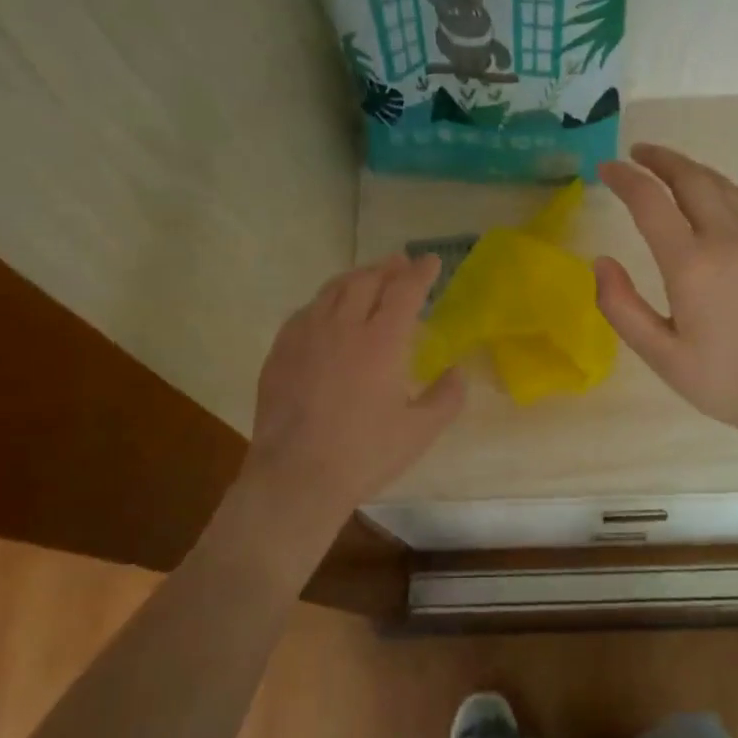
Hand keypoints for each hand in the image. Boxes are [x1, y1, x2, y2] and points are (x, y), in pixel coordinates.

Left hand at [244, 253, 464, 518]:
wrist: (296, 476)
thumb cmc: (364, 454)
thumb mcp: (419, 432)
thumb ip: (446, 398)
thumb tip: (457, 372)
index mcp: (381, 342)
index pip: (404, 291)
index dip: (420, 273)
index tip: (431, 261)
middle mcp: (342, 327)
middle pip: (366, 281)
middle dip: (387, 267)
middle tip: (400, 263)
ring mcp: (306, 336)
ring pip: (332, 290)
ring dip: (355, 278)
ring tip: (367, 278)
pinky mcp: (280, 351)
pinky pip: (305, 311)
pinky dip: (325, 301)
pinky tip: (327, 311)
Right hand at [595, 144, 737, 446]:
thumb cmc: (724, 379)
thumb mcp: (660, 355)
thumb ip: (621, 307)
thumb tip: (600, 262)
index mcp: (691, 264)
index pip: (650, 201)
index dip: (624, 179)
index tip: (605, 170)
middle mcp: (728, 238)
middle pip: (690, 178)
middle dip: (659, 160)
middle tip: (635, 154)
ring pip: (722, 184)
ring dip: (690, 169)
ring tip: (667, 167)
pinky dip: (723, 186)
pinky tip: (715, 192)